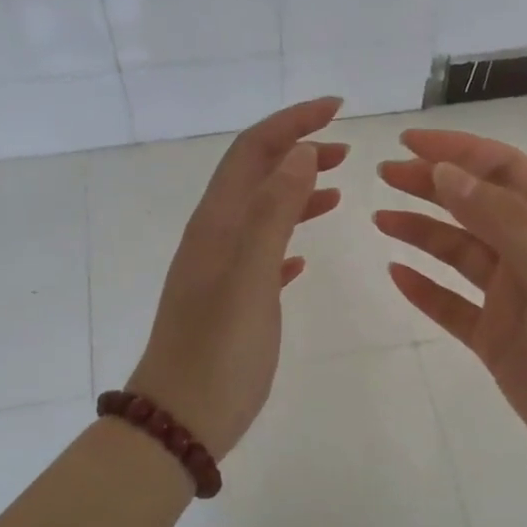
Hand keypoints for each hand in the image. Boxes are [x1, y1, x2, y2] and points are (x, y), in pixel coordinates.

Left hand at [127, 99, 346, 459]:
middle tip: (347, 149)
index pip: (253, 151)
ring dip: (296, 191)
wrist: (180, 418)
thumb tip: (302, 152)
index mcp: (218, 223)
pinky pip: (263, 252)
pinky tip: (304, 254)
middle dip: (298, 151)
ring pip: (261, 212)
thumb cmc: (219, 350)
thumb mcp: (250, 277)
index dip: (292, 122)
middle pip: (256, 175)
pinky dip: (287, 237)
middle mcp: (215, 236)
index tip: (337, 107)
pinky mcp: (231, 300)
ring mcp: (221, 269)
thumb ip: (274, 213)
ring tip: (337, 187)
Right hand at [376, 130, 526, 486]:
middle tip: (384, 175)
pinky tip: (396, 274)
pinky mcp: (495, 340)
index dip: (458, 151)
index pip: (504, 171)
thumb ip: (503, 220)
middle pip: (476, 206)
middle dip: (432, 186)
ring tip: (380, 219)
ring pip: (459, 253)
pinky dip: (424, 289)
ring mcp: (514, 299)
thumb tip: (446, 172)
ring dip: (422, 232)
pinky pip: (451, 305)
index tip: (409, 142)